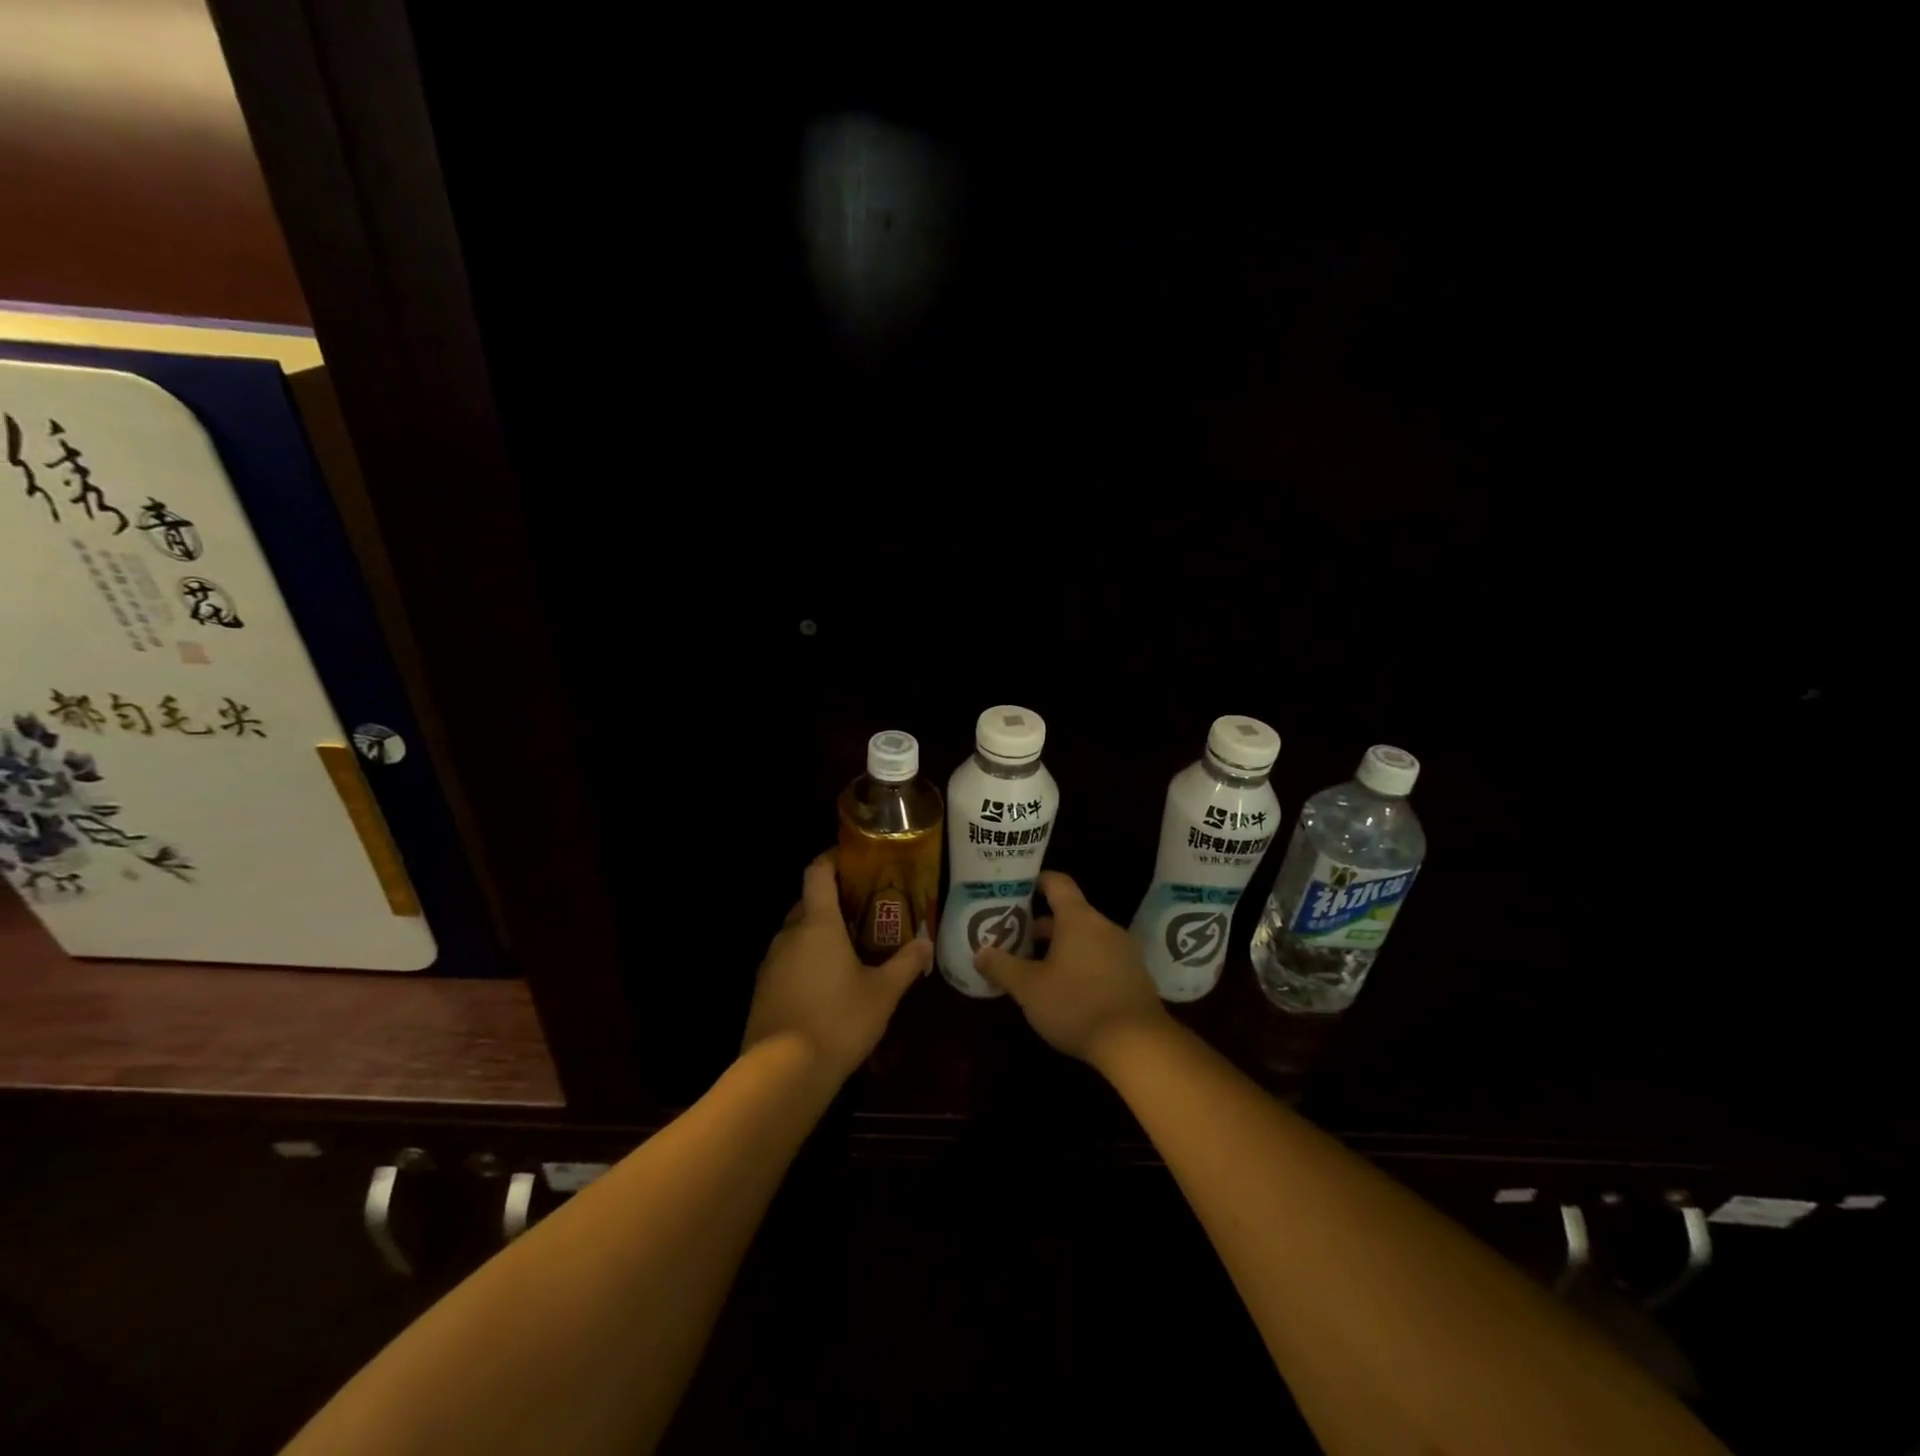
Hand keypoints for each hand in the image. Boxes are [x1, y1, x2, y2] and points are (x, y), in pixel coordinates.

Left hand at [742, 849, 930, 1082]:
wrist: (782, 1073)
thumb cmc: (838, 1020)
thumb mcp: (882, 994)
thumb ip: (905, 964)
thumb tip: (926, 942)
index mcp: (818, 924)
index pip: (817, 873)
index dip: (831, 859)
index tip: (851, 859)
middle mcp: (789, 935)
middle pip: (807, 903)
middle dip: (831, 902)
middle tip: (862, 910)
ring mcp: (770, 963)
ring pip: (795, 934)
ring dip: (817, 935)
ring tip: (848, 948)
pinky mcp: (762, 990)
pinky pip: (786, 962)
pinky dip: (805, 961)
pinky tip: (825, 984)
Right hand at [974, 870, 1170, 1068]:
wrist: (1138, 1043)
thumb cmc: (1077, 1005)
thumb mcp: (1029, 989)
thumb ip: (1002, 967)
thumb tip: (980, 952)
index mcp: (1078, 919)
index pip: (1058, 883)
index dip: (1037, 881)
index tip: (1018, 889)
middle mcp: (1104, 926)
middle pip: (1070, 913)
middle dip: (1043, 924)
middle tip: (1016, 937)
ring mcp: (1124, 950)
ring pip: (1087, 937)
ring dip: (1062, 946)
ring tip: (1038, 966)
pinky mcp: (1135, 975)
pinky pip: (1102, 957)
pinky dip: (1083, 963)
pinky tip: (1069, 989)